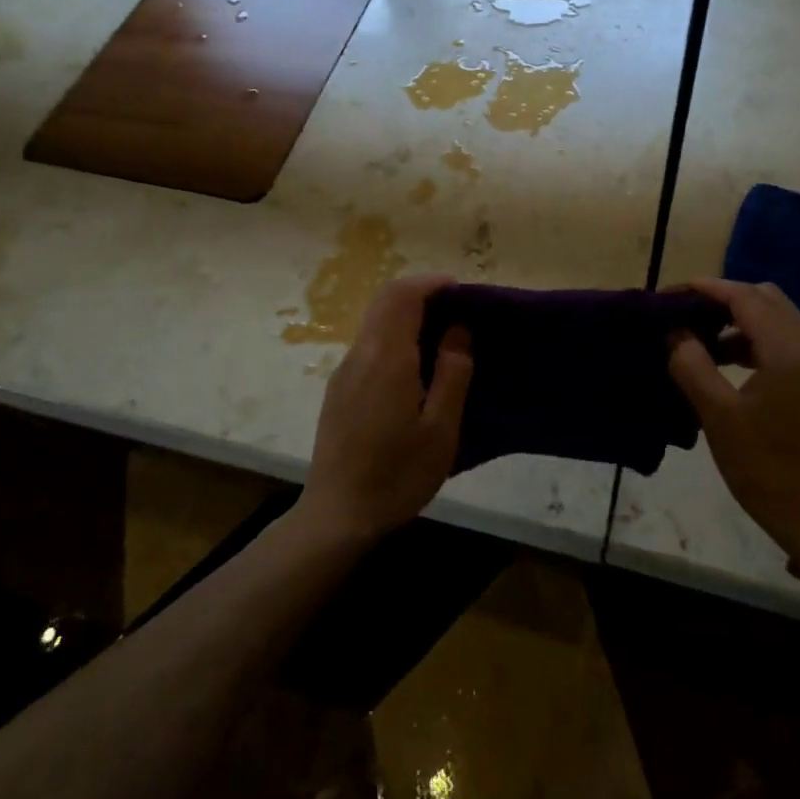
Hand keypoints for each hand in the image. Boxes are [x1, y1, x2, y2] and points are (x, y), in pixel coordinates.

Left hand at [299, 274, 473, 546]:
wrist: (338, 514)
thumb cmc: (398, 474)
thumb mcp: (441, 429)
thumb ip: (453, 373)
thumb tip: (458, 329)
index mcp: (386, 358)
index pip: (402, 295)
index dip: (432, 284)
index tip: (461, 291)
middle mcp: (360, 354)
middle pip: (385, 301)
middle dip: (420, 294)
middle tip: (456, 310)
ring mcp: (344, 371)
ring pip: (375, 321)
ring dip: (406, 315)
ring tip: (442, 337)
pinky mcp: (339, 389)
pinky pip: (369, 345)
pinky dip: (394, 336)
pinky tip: (415, 368)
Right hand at [668, 278, 799, 582]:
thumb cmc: (768, 471)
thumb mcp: (718, 417)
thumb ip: (692, 365)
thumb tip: (676, 333)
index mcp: (790, 351)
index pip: (745, 297)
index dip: (705, 289)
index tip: (670, 295)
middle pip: (766, 299)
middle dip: (724, 299)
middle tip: (685, 316)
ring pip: (780, 319)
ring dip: (741, 321)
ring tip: (702, 342)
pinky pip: (790, 343)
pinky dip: (758, 341)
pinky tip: (731, 364)